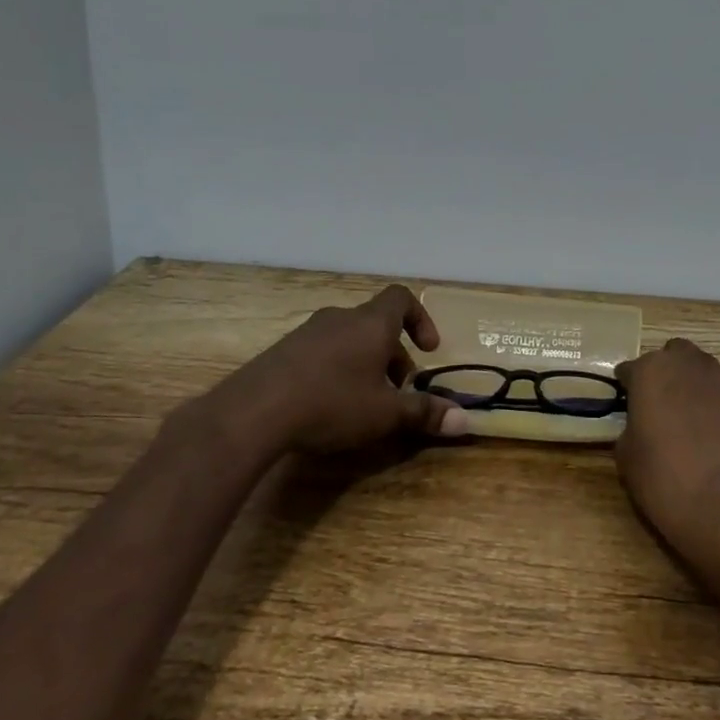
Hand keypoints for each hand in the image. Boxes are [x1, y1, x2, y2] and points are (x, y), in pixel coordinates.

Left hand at [192, 285, 471, 455]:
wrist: (253, 412)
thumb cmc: (332, 403)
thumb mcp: (385, 414)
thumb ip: (424, 413)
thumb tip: (465, 421)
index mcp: (371, 323)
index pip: (402, 298)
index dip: (420, 319)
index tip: (428, 350)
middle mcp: (341, 318)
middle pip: (376, 324)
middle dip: (393, 354)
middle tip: (398, 389)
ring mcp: (307, 332)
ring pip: (348, 338)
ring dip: (364, 362)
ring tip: (364, 400)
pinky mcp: (282, 352)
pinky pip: (321, 351)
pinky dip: (335, 369)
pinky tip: (327, 404)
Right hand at [614, 338, 719, 567]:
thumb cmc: (665, 481)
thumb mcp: (627, 457)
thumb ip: (632, 428)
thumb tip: (641, 425)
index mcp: (654, 372)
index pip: (632, 368)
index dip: (627, 386)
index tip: (625, 403)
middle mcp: (693, 367)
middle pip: (676, 355)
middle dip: (668, 372)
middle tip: (660, 404)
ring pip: (708, 376)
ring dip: (697, 390)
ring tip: (692, 425)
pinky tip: (719, 443)